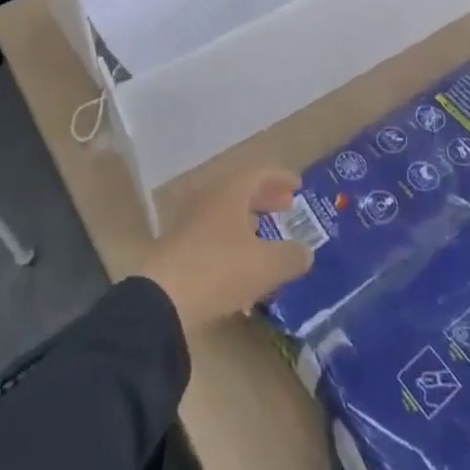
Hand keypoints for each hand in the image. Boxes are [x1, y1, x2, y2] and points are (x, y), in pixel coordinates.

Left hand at [135, 168, 313, 331]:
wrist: (163, 297)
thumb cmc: (219, 269)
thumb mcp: (265, 266)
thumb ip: (291, 257)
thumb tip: (306, 252)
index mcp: (232, 190)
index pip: (261, 172)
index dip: (281, 177)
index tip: (298, 185)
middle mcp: (210, 195)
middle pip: (242, 187)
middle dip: (266, 195)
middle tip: (286, 205)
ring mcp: (191, 217)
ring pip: (226, 207)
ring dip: (248, 215)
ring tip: (265, 229)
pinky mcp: (179, 242)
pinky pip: (213, 226)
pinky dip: (232, 233)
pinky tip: (240, 256)